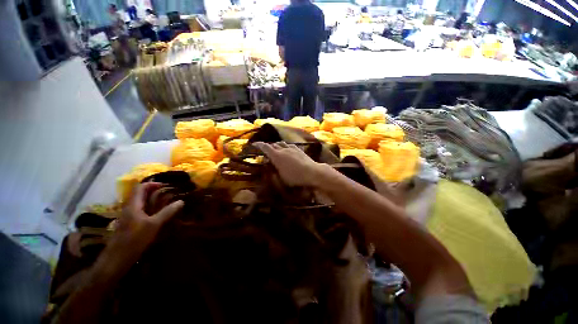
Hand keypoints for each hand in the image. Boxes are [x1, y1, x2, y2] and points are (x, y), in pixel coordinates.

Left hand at [99, 183, 183, 274]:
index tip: (166, 186)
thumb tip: (181, 201)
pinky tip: (159, 216)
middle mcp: (129, 208)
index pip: (141, 187)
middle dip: (155, 192)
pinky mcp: (129, 225)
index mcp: (133, 205)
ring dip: (153, 201)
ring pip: (141, 203)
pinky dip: (150, 209)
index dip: (153, 184)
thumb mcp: (154, 225)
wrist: (117, 259)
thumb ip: (167, 212)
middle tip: (169, 194)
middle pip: (140, 194)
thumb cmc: (134, 239)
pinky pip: (141, 212)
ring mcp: (128, 217)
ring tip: (167, 203)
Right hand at [253, 142, 326, 186]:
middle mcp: (283, 149)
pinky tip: (287, 150)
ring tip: (275, 150)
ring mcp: (292, 148)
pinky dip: (285, 147)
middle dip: (268, 147)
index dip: (259, 145)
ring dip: (277, 146)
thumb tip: (270, 167)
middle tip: (266, 151)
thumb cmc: (295, 177)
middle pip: (273, 144)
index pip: (265, 147)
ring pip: (281, 144)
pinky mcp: (299, 149)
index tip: (254, 144)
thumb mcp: (281, 177)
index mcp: (276, 155)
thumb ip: (274, 171)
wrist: (312, 172)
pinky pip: (289, 145)